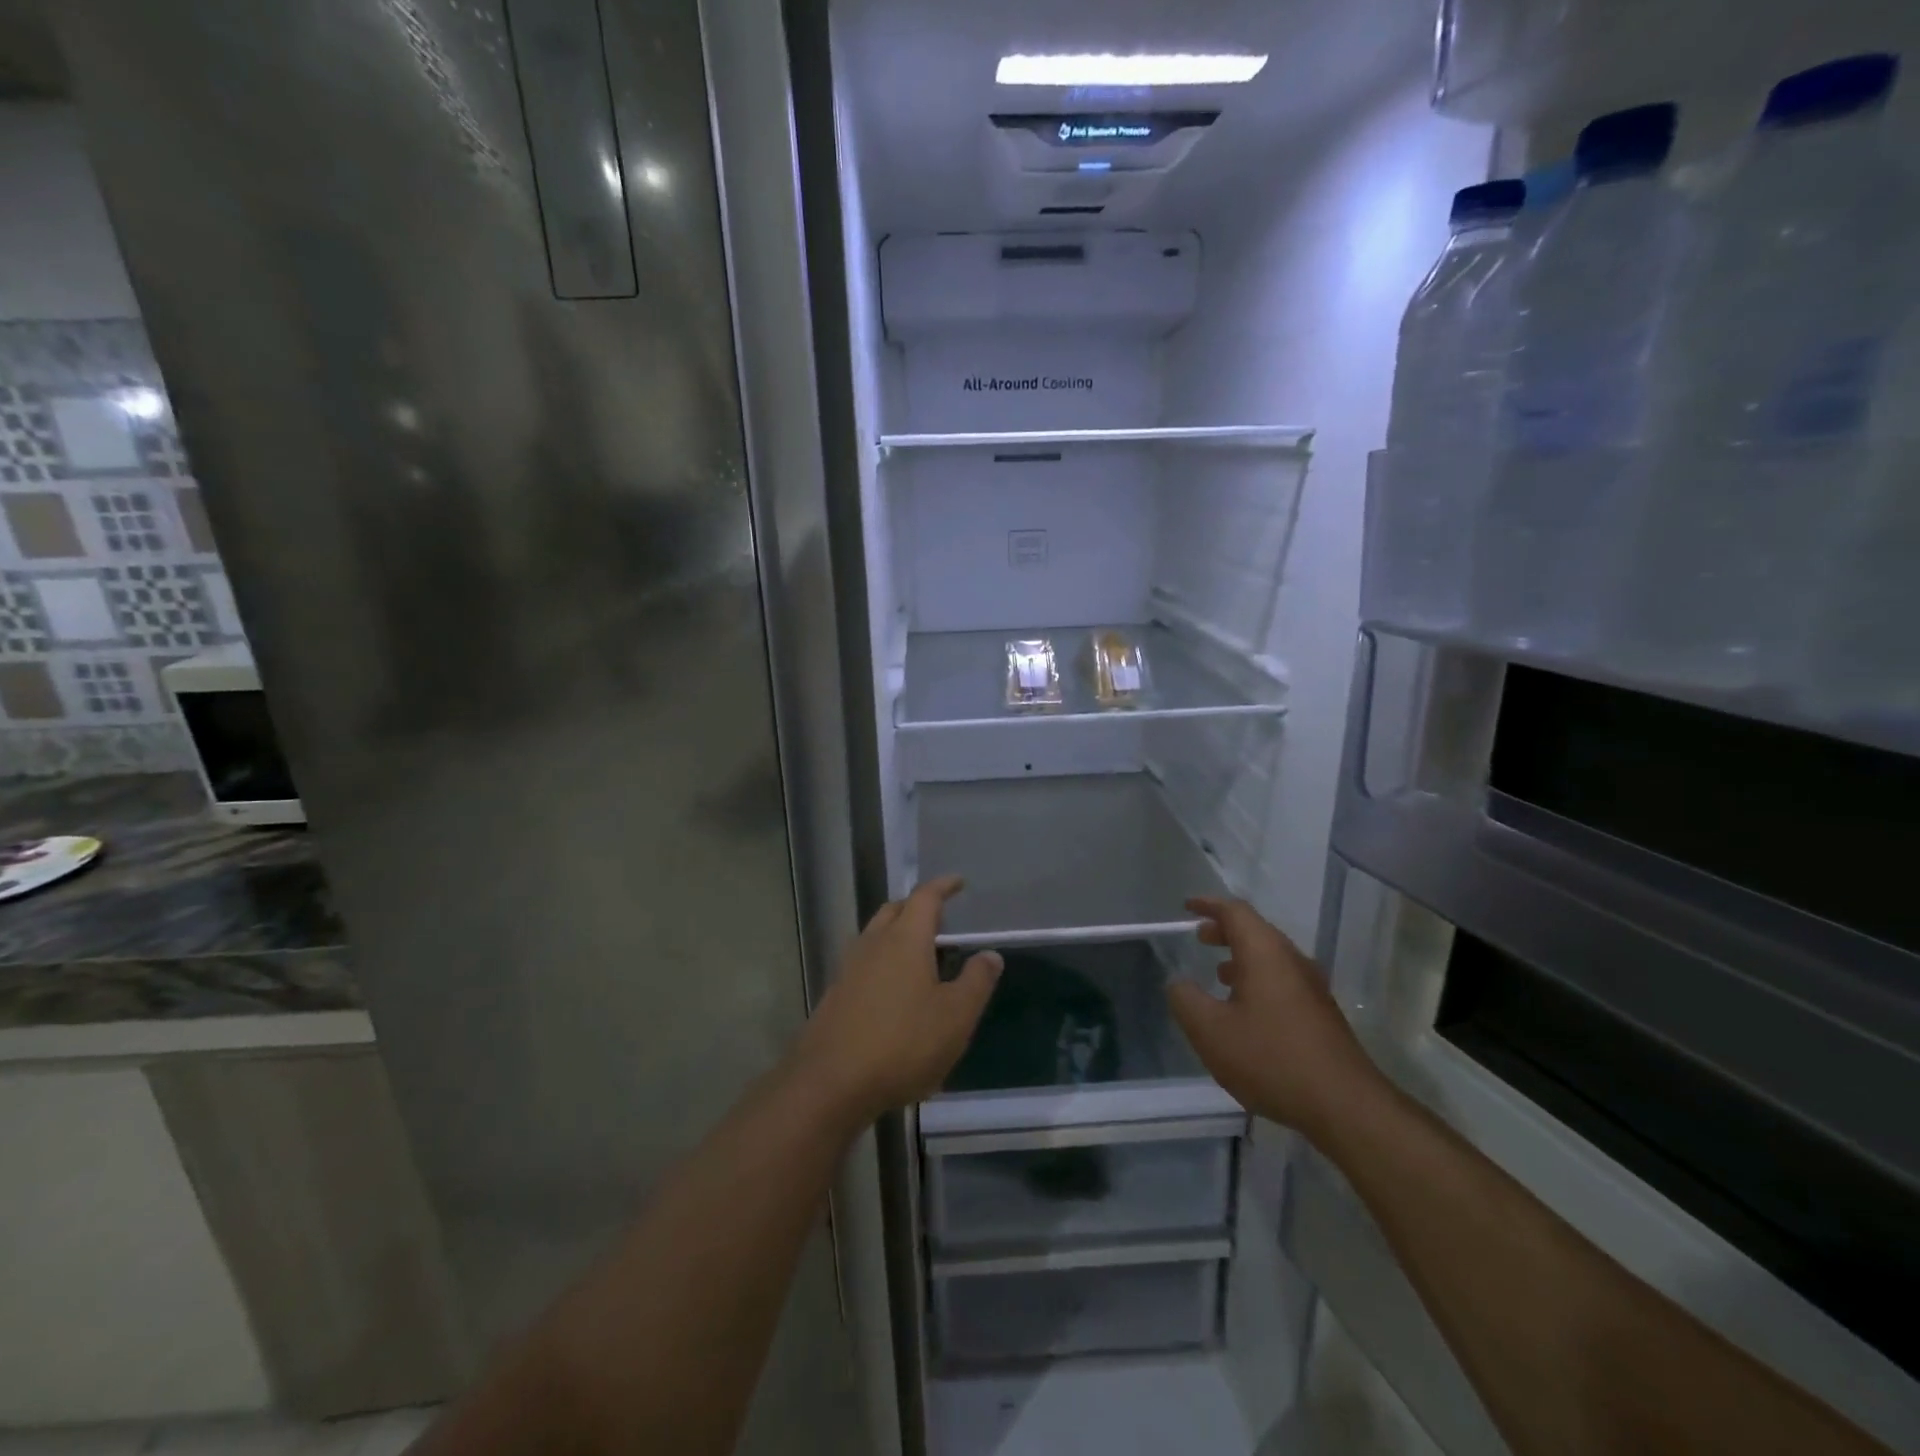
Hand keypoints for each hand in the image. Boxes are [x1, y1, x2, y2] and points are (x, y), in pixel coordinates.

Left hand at [789, 876, 1001, 1124]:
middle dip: (917, 907)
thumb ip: (976, 982)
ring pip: (875, 935)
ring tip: (920, 954)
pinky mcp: (836, 994)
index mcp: (905, 939)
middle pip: (895, 910)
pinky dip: (883, 961)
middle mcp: (874, 943)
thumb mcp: (955, 1017)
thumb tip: (990, 954)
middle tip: (939, 918)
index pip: (925, 898)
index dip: (943, 887)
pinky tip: (895, 991)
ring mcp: (849, 968)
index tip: (957, 882)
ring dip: (897, 934)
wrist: (831, 1083)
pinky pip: (864, 962)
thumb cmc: (903, 1043)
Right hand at [1166, 897, 1384, 1143]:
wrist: (1345, 1106)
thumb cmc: (1271, 1059)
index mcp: (1265, 953)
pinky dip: (1258, 979)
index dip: (1209, 904)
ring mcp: (1312, 987)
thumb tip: (1179, 983)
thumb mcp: (1210, 1031)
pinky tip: (1246, 1010)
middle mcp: (1292, 960)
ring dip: (1242, 957)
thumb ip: (1186, 1000)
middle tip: (1199, 937)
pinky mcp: (1321, 1014)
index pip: (1235, 912)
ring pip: (1271, 957)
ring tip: (1218, 973)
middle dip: (1225, 930)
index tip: (1187, 906)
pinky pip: (1283, 980)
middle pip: (1256, 931)